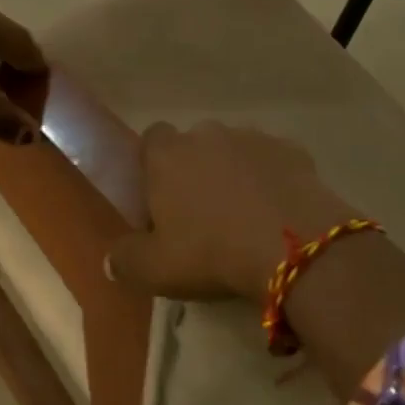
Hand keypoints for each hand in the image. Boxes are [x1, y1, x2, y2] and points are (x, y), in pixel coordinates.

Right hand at [106, 121, 356, 301]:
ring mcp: (253, 138)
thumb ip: (126, 261)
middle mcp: (208, 134)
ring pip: (235, 151)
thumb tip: (112, 260)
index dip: (153, 165)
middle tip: (202, 214)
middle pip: (195, 145)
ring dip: (236, 174)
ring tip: (245, 216)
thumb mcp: (155, 270)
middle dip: (196, 170)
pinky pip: (273, 162)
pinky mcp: (292, 150)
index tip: (160, 198)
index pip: (151, 139)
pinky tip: (279, 213)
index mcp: (167, 155)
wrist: (293, 246)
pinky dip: (272, 180)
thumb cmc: (211, 252)